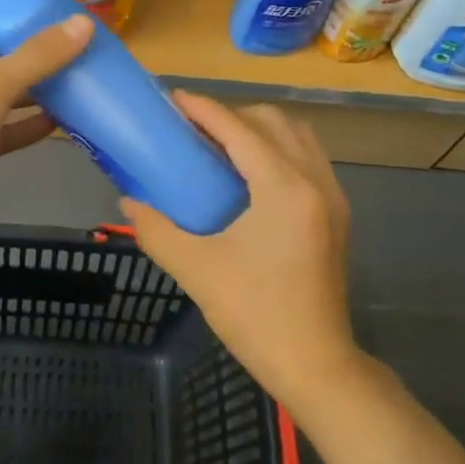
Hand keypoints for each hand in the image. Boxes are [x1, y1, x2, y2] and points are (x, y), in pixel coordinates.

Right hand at [120, 94, 362, 410]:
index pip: (239, 129)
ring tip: (219, 145)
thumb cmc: (254, 315)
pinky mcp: (337, 214)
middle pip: (273, 121)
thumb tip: (127, 201)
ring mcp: (333, 197)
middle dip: (231, 114)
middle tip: (193, 128)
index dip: (203, 109)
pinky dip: (277, 149)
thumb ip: (156, 228)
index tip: (172, 99)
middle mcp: (315, 182)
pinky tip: (248, 175)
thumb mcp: (195, 268)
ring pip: (297, 136)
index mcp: (283, 189)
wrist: (315, 365)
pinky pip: (308, 158)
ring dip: (258, 128)